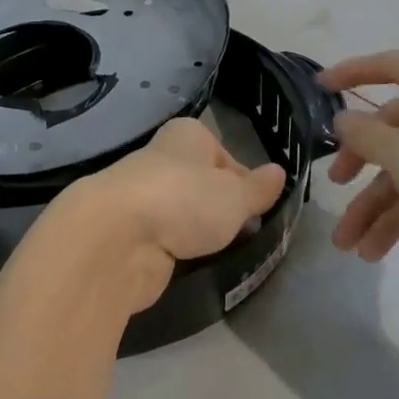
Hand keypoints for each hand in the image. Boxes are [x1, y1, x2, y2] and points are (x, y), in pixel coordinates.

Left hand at [53, 118, 286, 315]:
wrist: (117, 237)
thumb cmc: (185, 198)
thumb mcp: (235, 195)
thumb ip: (258, 188)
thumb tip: (280, 172)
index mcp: (188, 135)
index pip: (225, 155)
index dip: (244, 182)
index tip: (258, 209)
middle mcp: (163, 157)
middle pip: (202, 183)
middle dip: (220, 208)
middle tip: (243, 233)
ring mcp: (144, 195)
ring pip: (182, 212)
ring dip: (198, 231)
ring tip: (219, 251)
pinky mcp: (131, 231)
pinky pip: (165, 238)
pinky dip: (178, 250)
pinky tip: (190, 264)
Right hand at [320, 50, 398, 329]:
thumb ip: (365, 133)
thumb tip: (343, 120)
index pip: (393, 66)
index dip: (353, 72)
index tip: (318, 85)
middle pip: (395, 126)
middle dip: (360, 160)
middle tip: (333, 182)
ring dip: (372, 204)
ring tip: (345, 242)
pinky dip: (395, 221)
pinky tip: (370, 251)